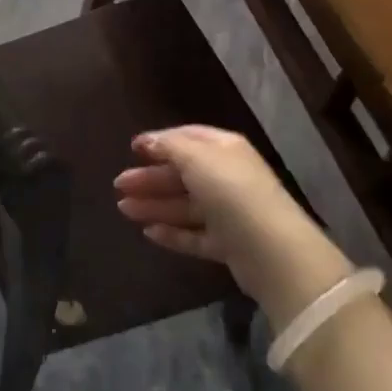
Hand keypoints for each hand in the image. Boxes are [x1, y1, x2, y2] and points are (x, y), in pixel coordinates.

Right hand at [114, 125, 352, 328]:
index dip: (159, 142)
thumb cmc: (232, 192)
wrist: (273, 252)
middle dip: (150, 178)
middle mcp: (227, 177)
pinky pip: (194, 235)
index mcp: (224, 149)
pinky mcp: (228, 244)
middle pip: (182, 174)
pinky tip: (149, 233)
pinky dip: (172, 233)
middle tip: (119, 185)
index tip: (132, 149)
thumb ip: (169, 146)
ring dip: (154, 205)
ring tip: (123, 210)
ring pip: (184, 205)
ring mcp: (229, 213)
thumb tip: (148, 141)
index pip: (188, 138)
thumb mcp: (197, 158)